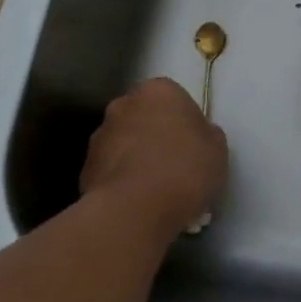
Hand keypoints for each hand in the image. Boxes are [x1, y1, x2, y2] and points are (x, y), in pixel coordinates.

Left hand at [80, 78, 227, 235]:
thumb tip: (195, 137)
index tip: (193, 143)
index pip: (172, 97)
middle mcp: (124, 105)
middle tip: (174, 164)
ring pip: (124, 144)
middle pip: (143, 117)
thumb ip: (205, 134)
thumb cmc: (184, 168)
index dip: (183, 120)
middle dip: (155, 135)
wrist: (134, 211)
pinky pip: (110, 171)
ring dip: (135, 158)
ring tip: (154, 191)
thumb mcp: (216, 147)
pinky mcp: (84, 170)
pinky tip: (137, 204)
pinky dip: (121, 182)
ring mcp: (99, 137)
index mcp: (159, 90)